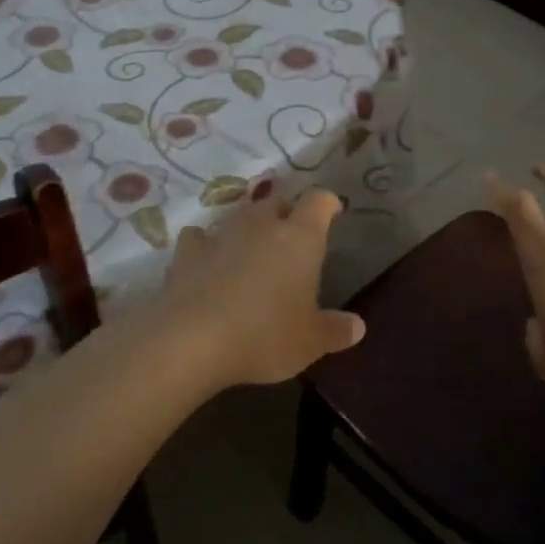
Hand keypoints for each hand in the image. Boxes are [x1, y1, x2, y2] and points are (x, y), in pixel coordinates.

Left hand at [157, 189, 364, 388]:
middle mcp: (261, 225)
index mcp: (300, 237)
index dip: (327, 203)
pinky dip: (206, 245)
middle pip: (277, 202)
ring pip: (239, 216)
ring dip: (248, 228)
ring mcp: (221, 234)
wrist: (190, 342)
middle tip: (291, 239)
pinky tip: (207, 262)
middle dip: (286, 214)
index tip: (333, 212)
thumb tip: (358, 326)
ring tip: (251, 251)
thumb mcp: (310, 342)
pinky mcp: (186, 253)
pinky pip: (199, 238)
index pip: (319, 201)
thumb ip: (335, 330)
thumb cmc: (264, 335)